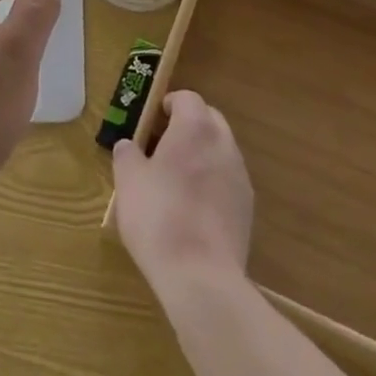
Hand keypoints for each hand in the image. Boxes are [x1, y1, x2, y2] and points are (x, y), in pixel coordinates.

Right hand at [112, 91, 253, 292]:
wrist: (201, 277)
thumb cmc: (158, 217)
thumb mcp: (128, 182)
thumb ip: (127, 155)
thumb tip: (128, 146)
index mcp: (195, 127)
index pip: (187, 97)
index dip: (169, 104)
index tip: (153, 121)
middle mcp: (223, 143)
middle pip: (208, 119)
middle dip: (188, 126)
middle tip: (163, 146)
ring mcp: (240, 175)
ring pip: (220, 149)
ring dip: (202, 154)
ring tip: (177, 180)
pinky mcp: (247, 207)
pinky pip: (228, 180)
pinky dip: (213, 183)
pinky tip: (194, 209)